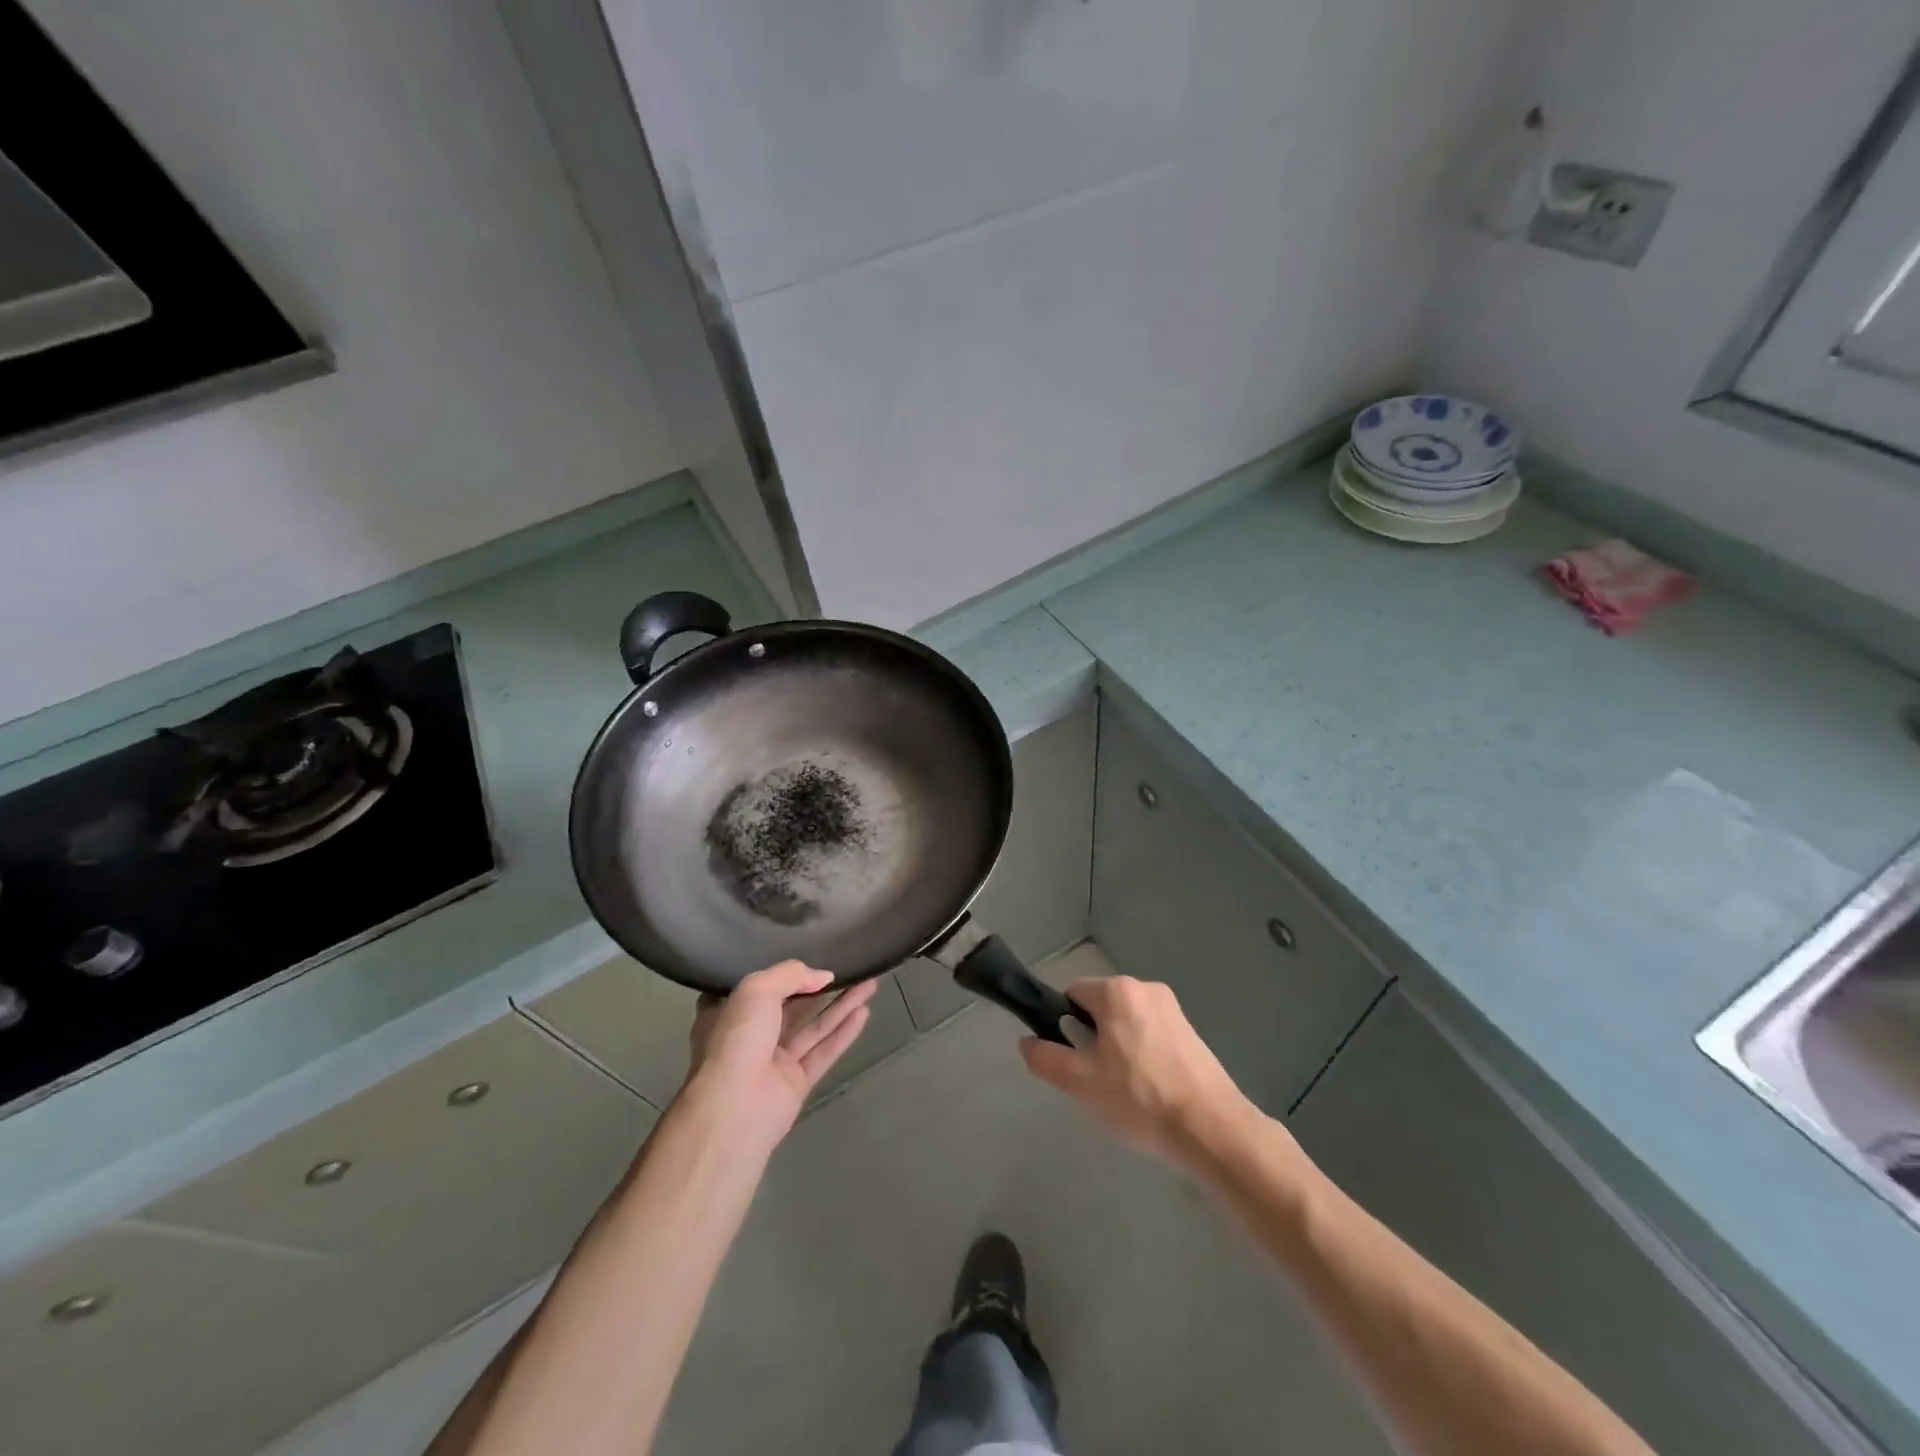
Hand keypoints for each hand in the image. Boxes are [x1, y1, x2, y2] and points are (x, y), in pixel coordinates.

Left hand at [681, 962, 876, 1150]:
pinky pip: (824, 1051)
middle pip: (792, 1004)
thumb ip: (791, 974)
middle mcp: (751, 1035)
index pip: (757, 985)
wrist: (734, 1110)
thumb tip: (823, 976)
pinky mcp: (796, 1083)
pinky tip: (865, 1012)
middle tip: (850, 966)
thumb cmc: (736, 1040)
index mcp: (729, 1012)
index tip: (808, 955)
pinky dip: (844, 1032)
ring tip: (869, 983)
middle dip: (820, 987)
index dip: (783, 971)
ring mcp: (774, 1061)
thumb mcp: (757, 989)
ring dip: (841, 1005)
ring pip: (813, 1026)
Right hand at [1020, 976, 1258, 1170]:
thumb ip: (1046, 1058)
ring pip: (1126, 1022)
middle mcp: (1145, 988)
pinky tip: (1150, 1090)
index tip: (1071, 1058)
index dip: (1063, 1024)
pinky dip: (1143, 1054)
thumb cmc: (1140, 1099)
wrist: (1211, 1129)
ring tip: (1125, 1091)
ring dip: (1117, 1047)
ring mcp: (1172, 1008)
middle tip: (1095, 1080)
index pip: (1072, 993)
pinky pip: (1150, 1033)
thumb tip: (1026, 1042)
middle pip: (1100, 1007)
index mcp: (1117, 991)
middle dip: (1092, 1038)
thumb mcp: (1081, 1083)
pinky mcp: (1191, 1031)